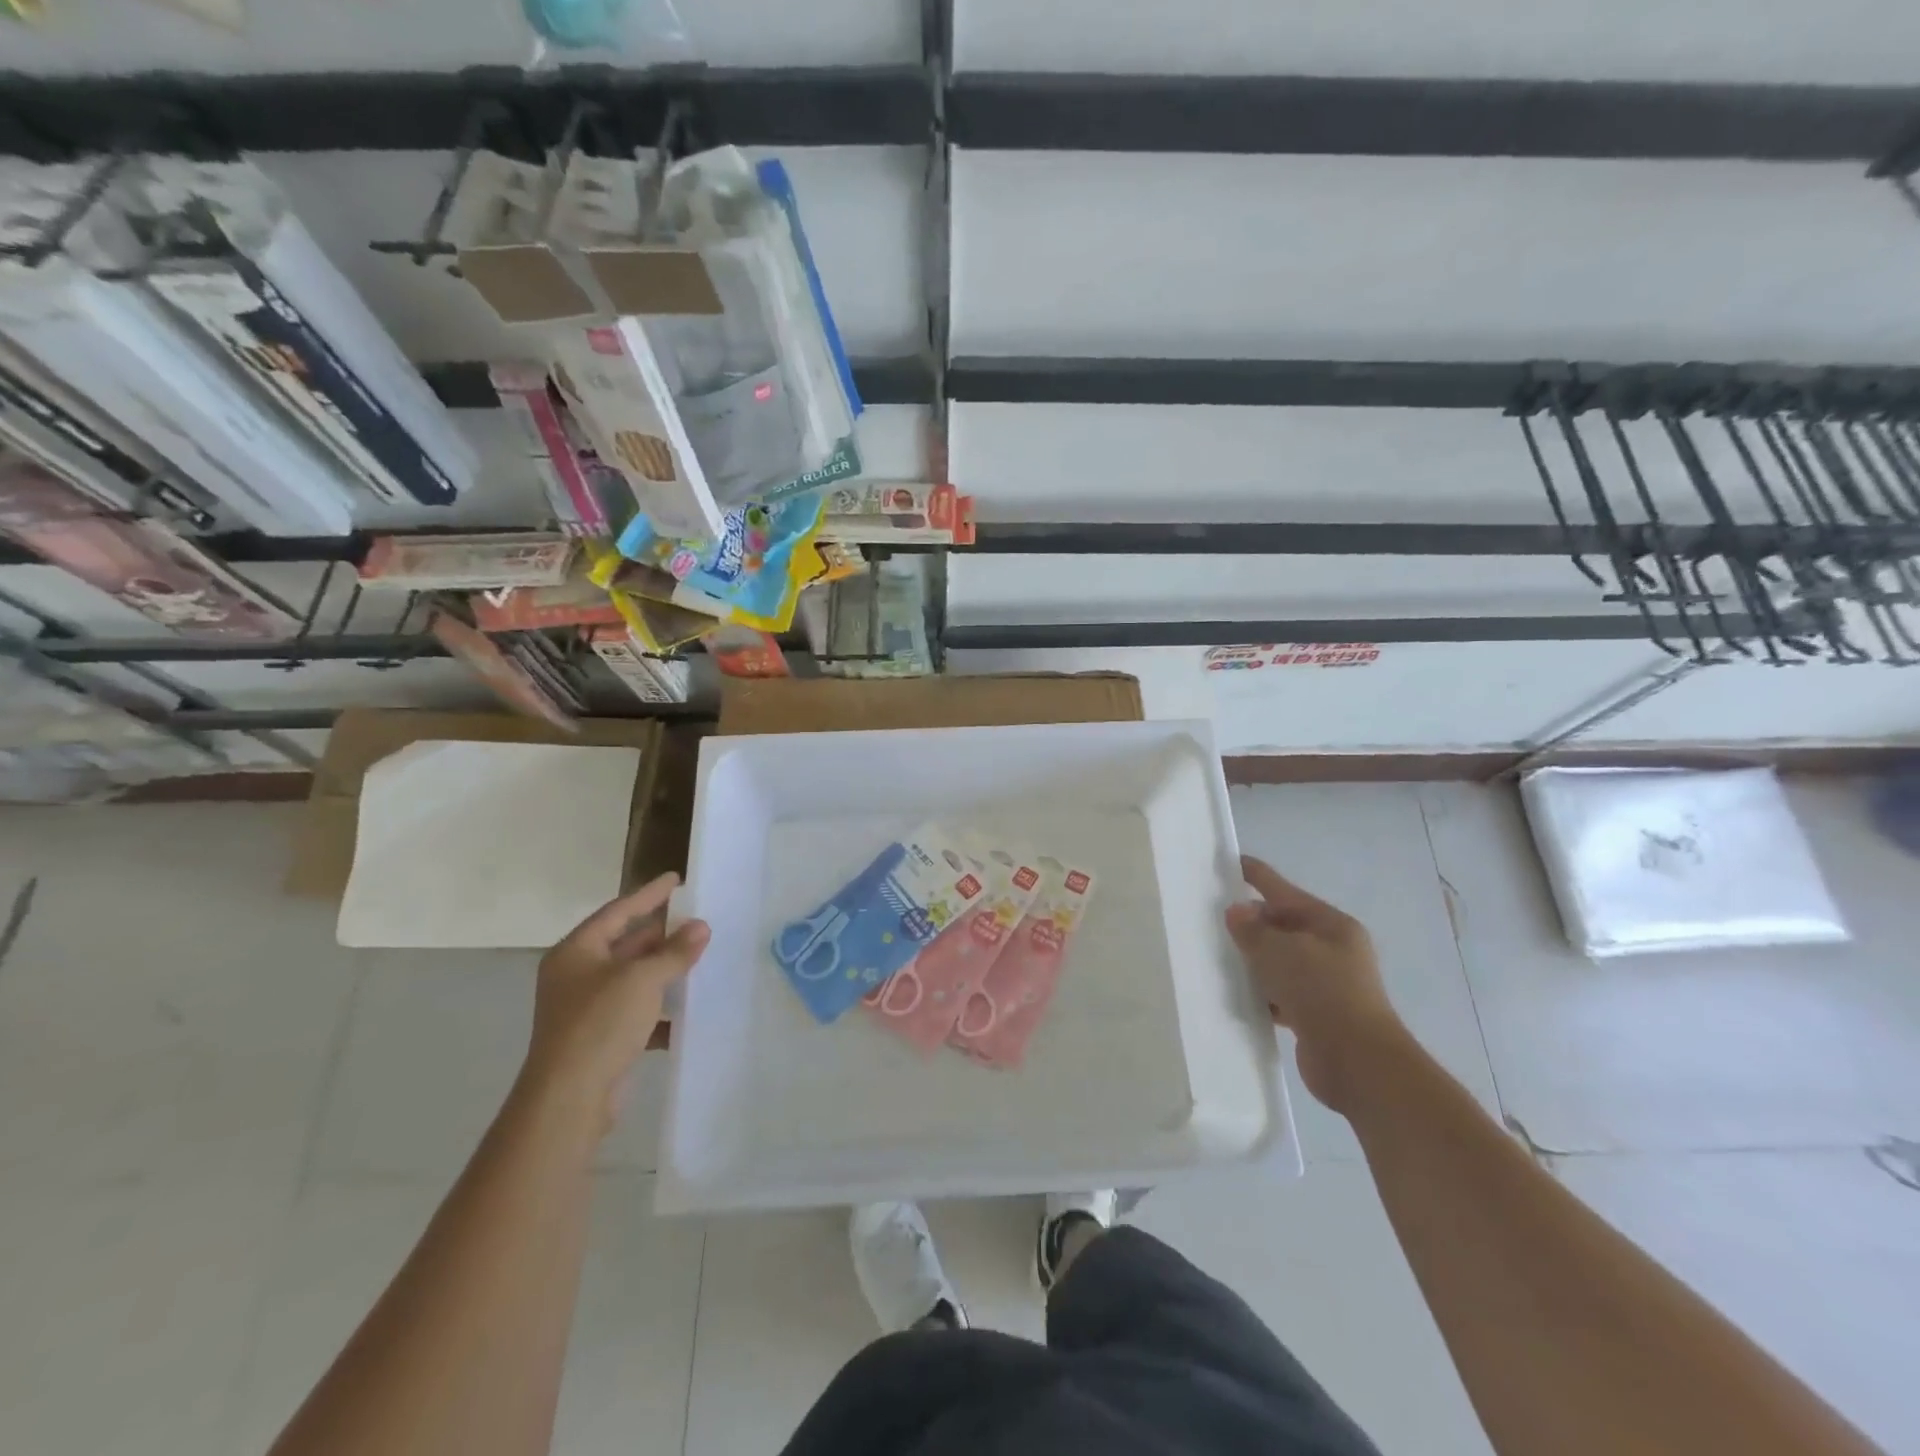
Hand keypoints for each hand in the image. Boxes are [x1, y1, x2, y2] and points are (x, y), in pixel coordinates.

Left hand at [520, 873, 709, 1131]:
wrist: (569, 1099)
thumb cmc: (599, 1024)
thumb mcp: (642, 979)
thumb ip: (674, 951)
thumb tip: (701, 927)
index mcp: (576, 952)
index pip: (618, 911)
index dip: (649, 895)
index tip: (676, 879)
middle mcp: (577, 975)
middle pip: (624, 944)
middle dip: (660, 934)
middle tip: (695, 919)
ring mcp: (586, 1008)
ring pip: (632, 978)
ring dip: (663, 969)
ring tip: (699, 956)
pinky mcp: (599, 1038)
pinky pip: (635, 1010)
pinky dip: (659, 1006)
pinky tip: (687, 1007)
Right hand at [1225, 855, 1406, 1113]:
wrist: (1358, 1063)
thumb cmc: (1322, 993)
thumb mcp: (1280, 951)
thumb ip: (1253, 929)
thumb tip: (1237, 912)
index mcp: (1332, 925)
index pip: (1284, 890)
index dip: (1256, 875)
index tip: (1230, 862)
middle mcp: (1333, 949)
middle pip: (1283, 925)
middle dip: (1251, 923)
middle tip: (1212, 918)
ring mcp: (1328, 983)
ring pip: (1280, 961)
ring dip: (1254, 960)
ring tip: (1217, 956)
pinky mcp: (1317, 1015)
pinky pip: (1281, 992)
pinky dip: (1262, 992)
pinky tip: (1238, 995)